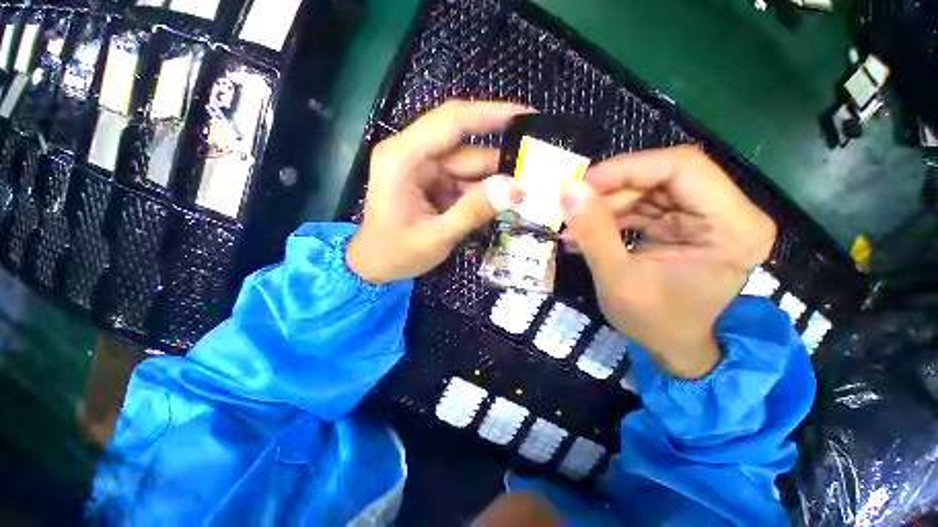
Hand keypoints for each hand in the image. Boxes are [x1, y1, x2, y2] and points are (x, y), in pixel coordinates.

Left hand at [347, 101, 527, 283]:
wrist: (373, 266)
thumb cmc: (395, 253)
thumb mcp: (437, 236)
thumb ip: (474, 211)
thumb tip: (516, 188)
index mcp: (403, 158)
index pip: (451, 121)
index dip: (490, 114)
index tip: (527, 115)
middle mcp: (413, 155)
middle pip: (464, 148)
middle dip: (499, 162)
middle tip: (536, 172)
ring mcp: (423, 169)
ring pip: (468, 167)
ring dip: (492, 183)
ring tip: (524, 196)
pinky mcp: (430, 183)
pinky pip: (463, 182)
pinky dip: (481, 193)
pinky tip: (500, 205)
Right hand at [562, 146, 775, 377]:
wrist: (671, 346)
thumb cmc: (653, 322)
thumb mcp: (617, 279)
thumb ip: (593, 232)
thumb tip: (568, 190)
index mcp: (732, 226)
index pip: (683, 167)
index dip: (627, 168)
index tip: (583, 185)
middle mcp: (729, 212)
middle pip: (665, 175)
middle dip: (612, 188)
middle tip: (573, 204)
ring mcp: (707, 216)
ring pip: (649, 188)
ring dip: (606, 204)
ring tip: (573, 225)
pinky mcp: (685, 223)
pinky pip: (644, 205)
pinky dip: (611, 215)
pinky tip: (585, 231)